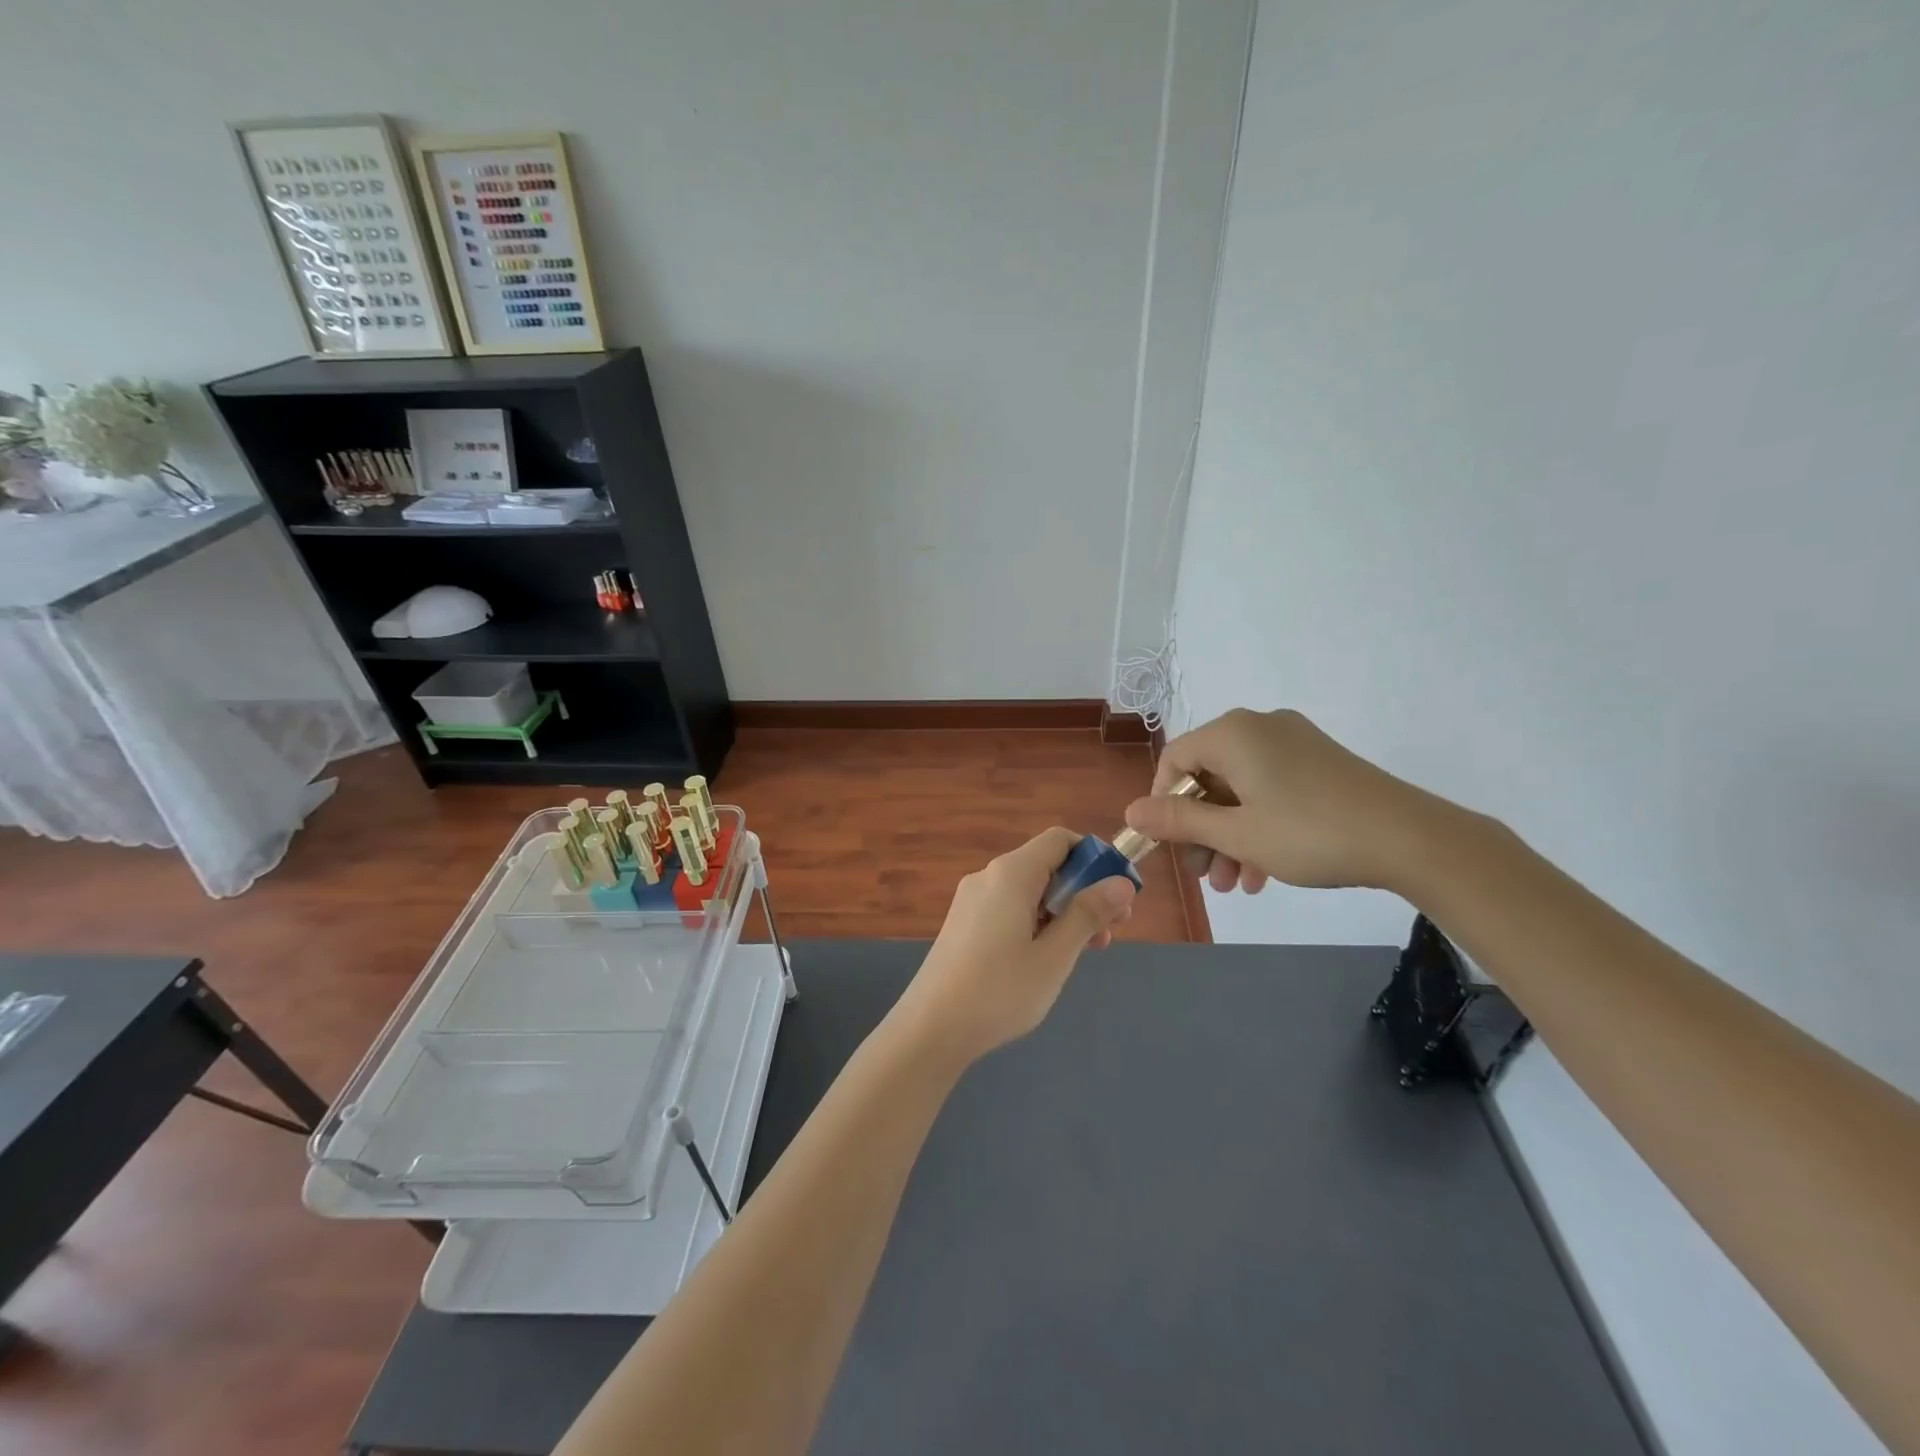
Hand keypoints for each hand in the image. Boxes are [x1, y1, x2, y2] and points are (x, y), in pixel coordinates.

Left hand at [891, 827, 1135, 1064]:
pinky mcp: (963, 924)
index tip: (1118, 892)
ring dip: (1063, 911)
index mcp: (1011, 874)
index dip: (1094, 857)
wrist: (930, 1029)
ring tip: (1086, 950)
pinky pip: (1009, 908)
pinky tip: (1047, 957)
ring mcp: (971, 901)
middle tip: (1111, 930)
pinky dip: (1036, 921)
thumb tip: (1121, 882)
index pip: (1059, 840)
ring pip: (1029, 891)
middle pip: (1045, 865)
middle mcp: (988, 877)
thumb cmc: (999, 991)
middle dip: (1083, 890)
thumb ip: (1088, 914)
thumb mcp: (1055, 955)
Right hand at [1123, 709, 1438, 893]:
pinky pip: (1270, 790)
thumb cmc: (1309, 832)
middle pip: (1209, 778)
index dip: (1164, 803)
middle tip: (1205, 876)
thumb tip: (1132, 811)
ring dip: (1230, 837)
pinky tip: (1263, 873)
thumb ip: (1180, 821)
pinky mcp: (1319, 763)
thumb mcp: (1236, 833)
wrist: (1410, 838)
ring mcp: (1293, 744)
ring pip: (1241, 790)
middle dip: (1202, 830)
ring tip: (1234, 885)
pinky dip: (1259, 826)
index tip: (1171, 844)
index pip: (1175, 760)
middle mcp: (1259, 728)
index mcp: (1233, 733)